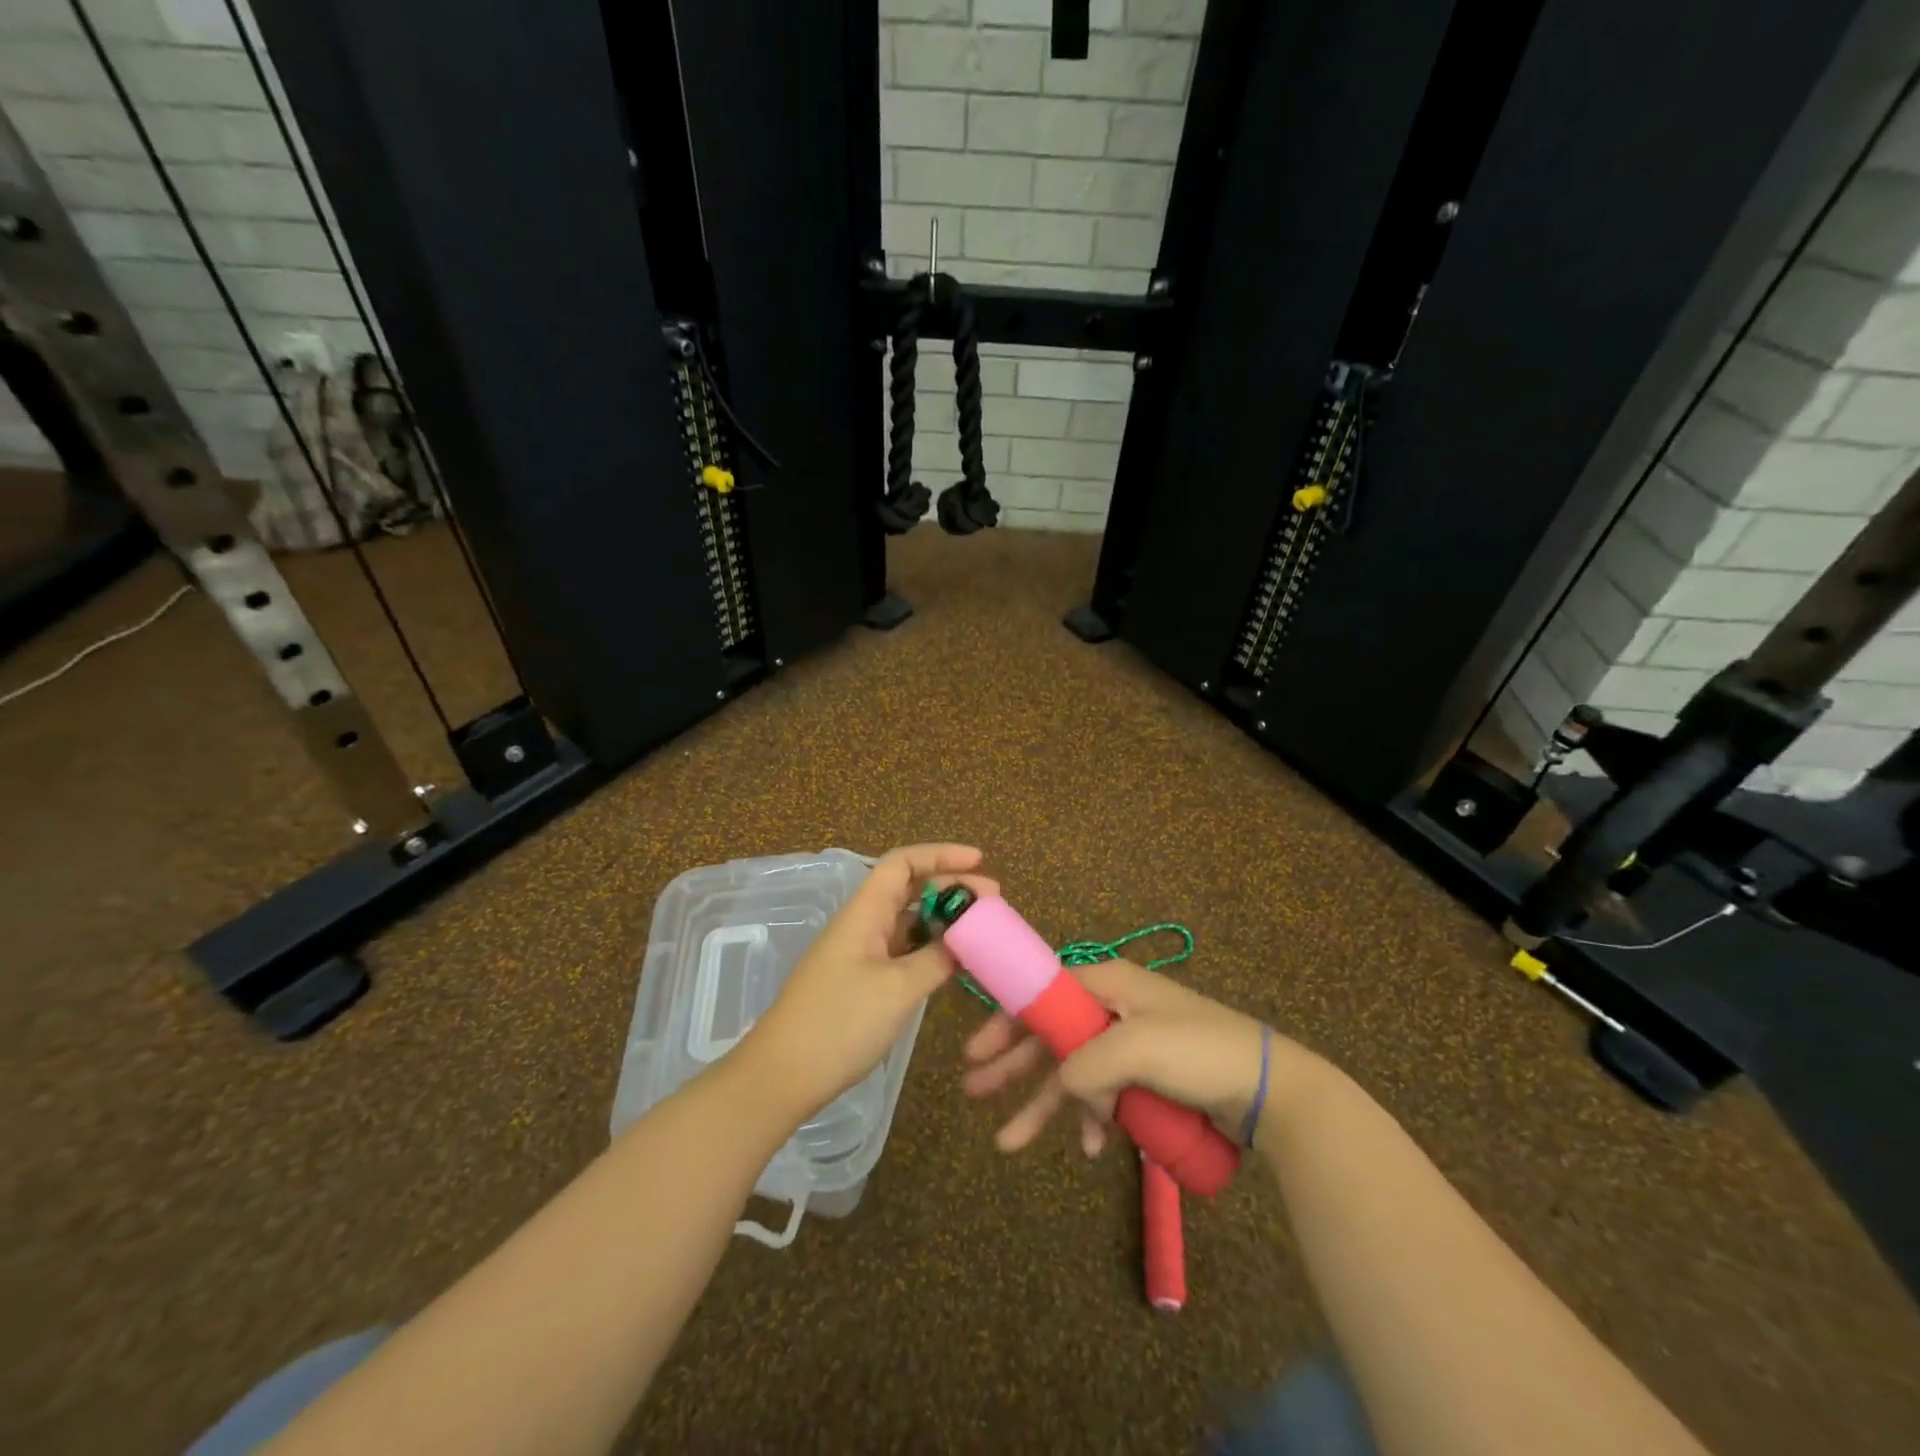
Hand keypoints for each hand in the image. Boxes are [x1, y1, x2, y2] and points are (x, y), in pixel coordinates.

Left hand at [747, 844, 996, 1118]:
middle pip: (909, 889)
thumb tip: (966, 940)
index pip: (903, 863)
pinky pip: (902, 951)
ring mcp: (859, 953)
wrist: (781, 1077)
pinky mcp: (860, 981)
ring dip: (943, 920)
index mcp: (864, 912)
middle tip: (994, 902)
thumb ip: (937, 959)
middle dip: (951, 888)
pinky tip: (954, 963)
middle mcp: (862, 924)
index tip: (980, 861)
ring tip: (981, 931)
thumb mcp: (898, 989)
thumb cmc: (839, 1024)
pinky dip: (930, 949)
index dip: (941, 854)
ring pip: (907, 922)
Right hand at [961, 958, 1287, 1156]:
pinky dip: (1090, 1119)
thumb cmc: (1200, 1052)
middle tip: (972, 1091)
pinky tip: (1087, 1146)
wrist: (1269, 1090)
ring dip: (1043, 1105)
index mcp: (1108, 984)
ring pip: (1073, 1073)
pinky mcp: (1146, 1078)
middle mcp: (1113, 1008)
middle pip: (1050, 1035)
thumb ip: (1086, 1065)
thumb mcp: (1137, 1048)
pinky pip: (1104, 1096)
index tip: (974, 1050)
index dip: (1006, 1020)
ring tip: (1008, 1142)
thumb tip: (1063, 1087)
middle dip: (1013, 1066)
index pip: (1043, 994)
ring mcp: (1130, 1045)